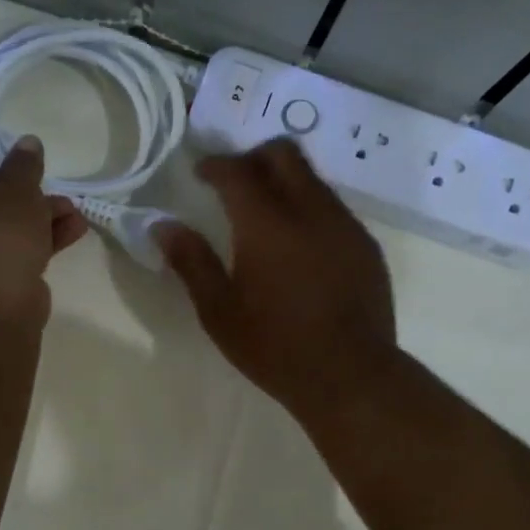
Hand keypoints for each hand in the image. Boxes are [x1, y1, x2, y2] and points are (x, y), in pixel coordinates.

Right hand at [155, 140, 395, 416]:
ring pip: (313, 178)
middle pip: (284, 154)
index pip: (238, 170)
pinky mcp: (366, 246)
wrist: (350, 375)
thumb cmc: (275, 347)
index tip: (199, 173)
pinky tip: (299, 246)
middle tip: (233, 183)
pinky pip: (334, 207)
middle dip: (253, 157)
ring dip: (284, 182)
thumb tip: (163, 226)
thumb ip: (191, 262)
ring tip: (265, 215)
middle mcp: (310, 211)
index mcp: (267, 225)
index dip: (215, 164)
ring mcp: (345, 226)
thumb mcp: (219, 312)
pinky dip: (309, 208)